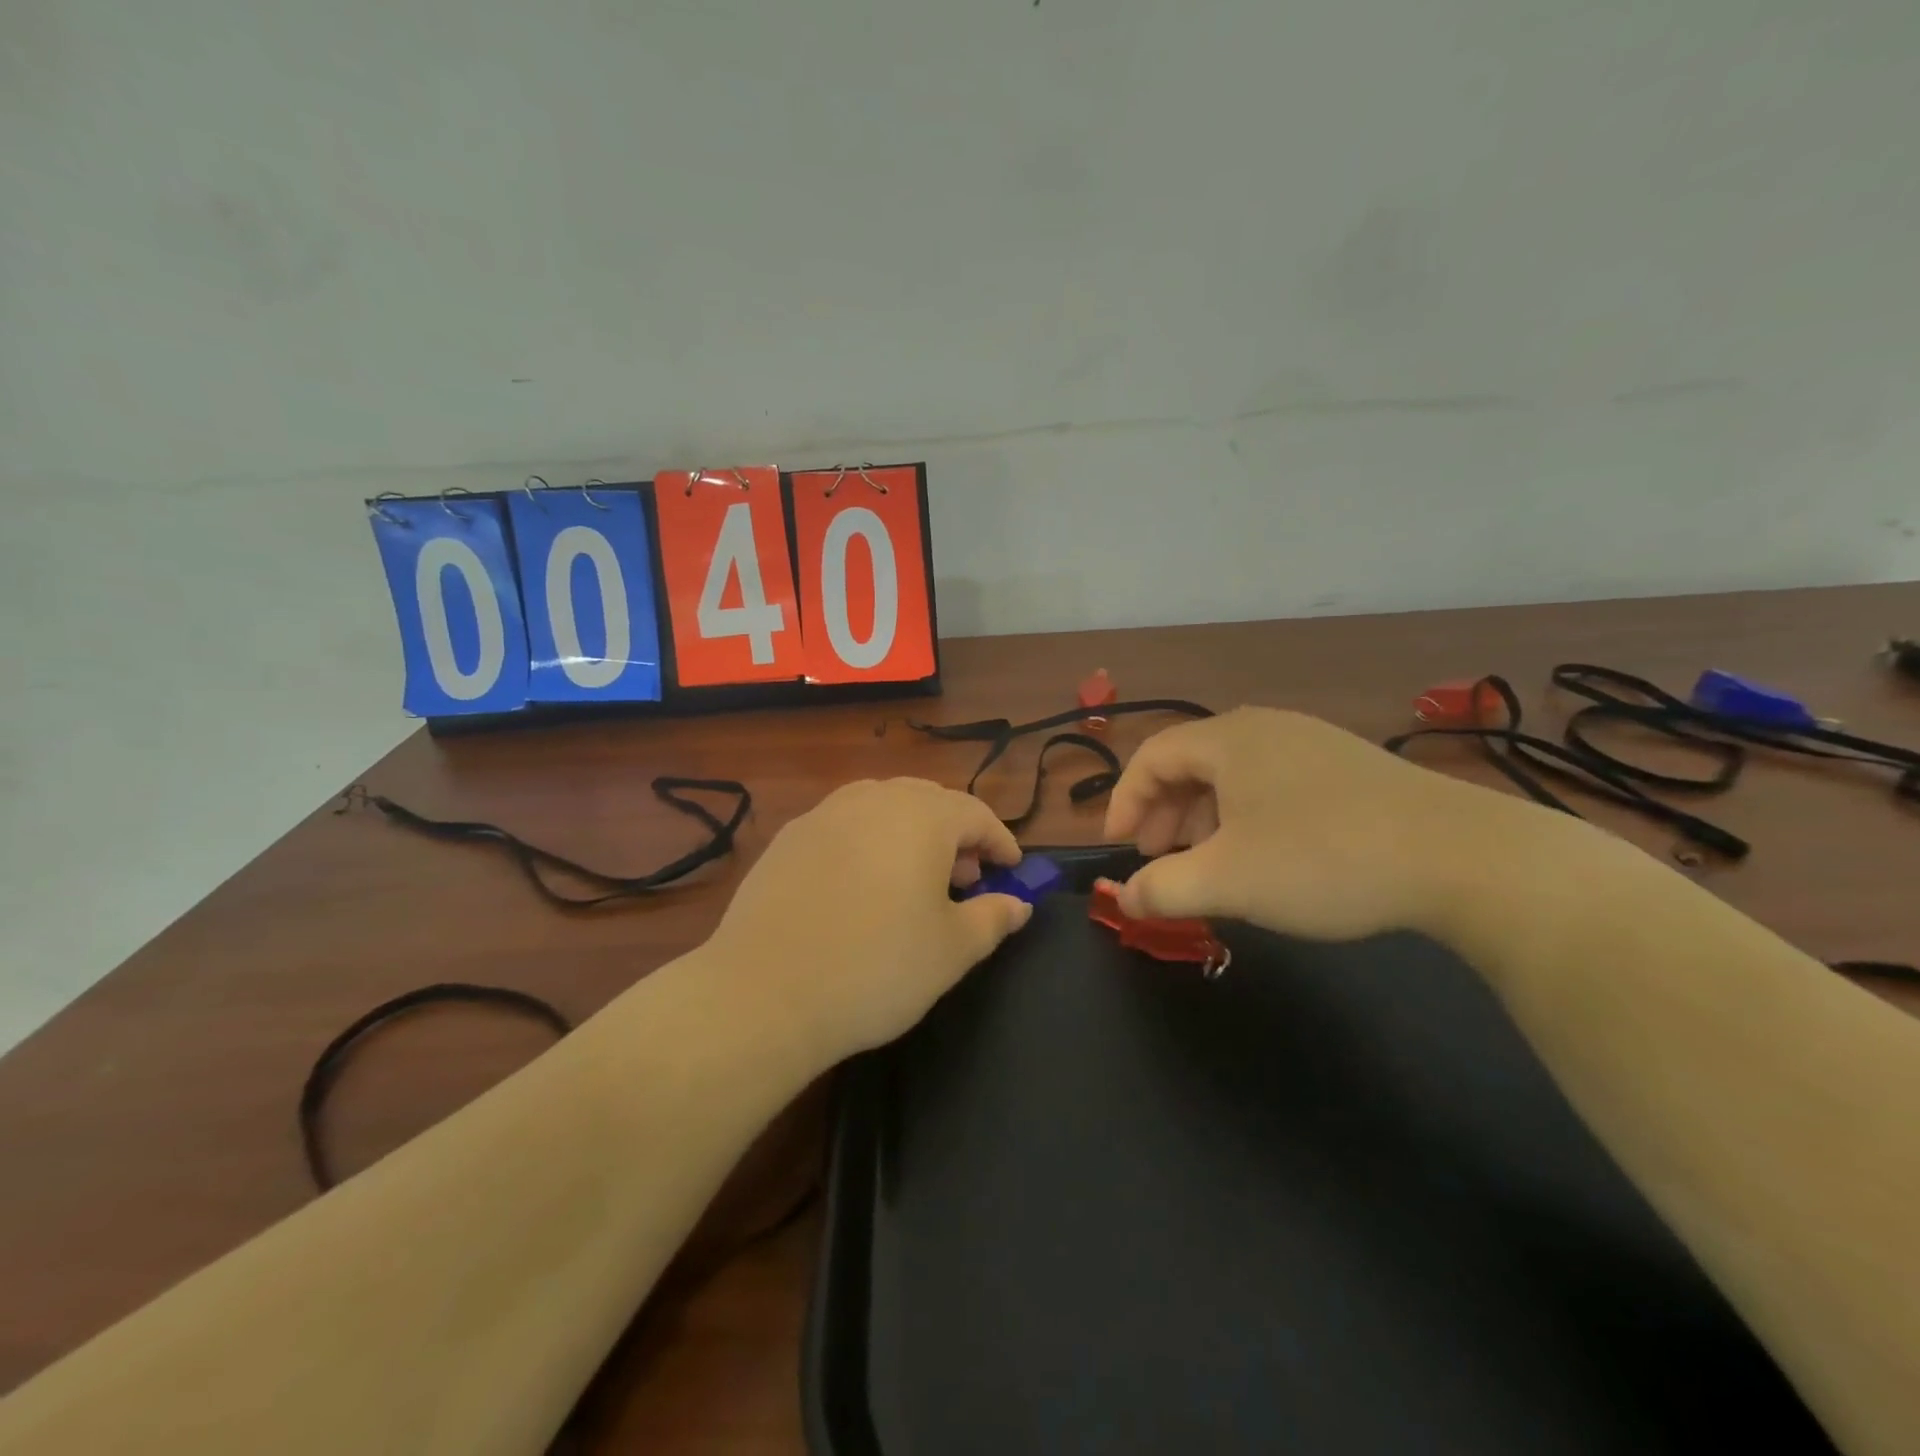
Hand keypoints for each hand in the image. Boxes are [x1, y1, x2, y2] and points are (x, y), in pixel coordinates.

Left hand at [705, 778, 1031, 1064]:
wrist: (764, 994)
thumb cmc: (876, 968)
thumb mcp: (952, 950)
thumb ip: (993, 918)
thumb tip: (1018, 904)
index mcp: (921, 817)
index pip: (975, 814)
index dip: (1000, 841)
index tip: (1013, 871)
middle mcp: (873, 800)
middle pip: (928, 801)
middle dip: (956, 834)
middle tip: (966, 880)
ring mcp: (824, 814)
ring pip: (882, 806)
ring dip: (910, 833)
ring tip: (914, 880)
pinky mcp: (787, 838)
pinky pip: (844, 825)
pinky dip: (868, 842)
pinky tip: (861, 886)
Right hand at [1103, 706, 1529, 942]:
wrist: (1462, 857)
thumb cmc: (1322, 859)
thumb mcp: (1226, 881)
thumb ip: (1161, 889)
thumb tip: (1123, 897)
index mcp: (1227, 739)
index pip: (1151, 757)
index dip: (1123, 802)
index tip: (1118, 849)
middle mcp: (1265, 728)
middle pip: (1190, 763)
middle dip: (1163, 813)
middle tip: (1158, 860)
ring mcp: (1312, 743)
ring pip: (1233, 776)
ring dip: (1204, 818)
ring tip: (1208, 864)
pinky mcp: (1348, 767)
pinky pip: (1272, 784)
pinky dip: (1247, 817)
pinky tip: (1265, 857)